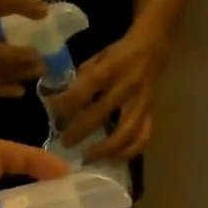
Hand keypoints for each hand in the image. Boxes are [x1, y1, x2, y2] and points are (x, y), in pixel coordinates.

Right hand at [0, 0, 48, 97]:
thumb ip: (18, 3)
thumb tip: (45, 12)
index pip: (5, 57)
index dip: (24, 58)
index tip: (43, 55)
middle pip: (3, 72)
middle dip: (25, 70)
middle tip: (46, 67)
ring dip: (16, 80)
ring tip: (34, 76)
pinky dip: (2, 89)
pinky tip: (17, 88)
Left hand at [52, 26, 169, 160]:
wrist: (154, 47)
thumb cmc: (120, 53)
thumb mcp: (98, 57)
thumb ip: (82, 78)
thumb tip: (62, 100)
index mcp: (111, 68)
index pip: (85, 88)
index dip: (67, 102)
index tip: (53, 112)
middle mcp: (127, 87)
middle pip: (101, 114)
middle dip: (80, 131)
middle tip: (65, 142)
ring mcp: (141, 103)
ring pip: (126, 132)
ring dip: (106, 149)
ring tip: (89, 158)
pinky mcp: (151, 114)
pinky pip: (143, 138)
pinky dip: (129, 152)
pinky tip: (114, 159)